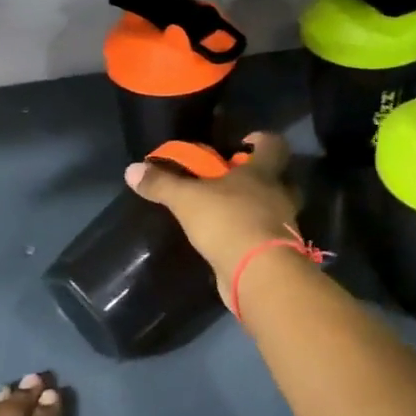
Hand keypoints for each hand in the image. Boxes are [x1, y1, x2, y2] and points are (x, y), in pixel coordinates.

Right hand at [125, 131, 301, 302]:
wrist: (258, 274)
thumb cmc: (228, 221)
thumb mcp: (187, 199)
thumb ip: (162, 183)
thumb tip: (132, 169)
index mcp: (263, 173)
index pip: (275, 145)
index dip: (262, 141)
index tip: (244, 143)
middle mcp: (279, 196)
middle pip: (280, 179)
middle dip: (261, 178)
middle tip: (234, 181)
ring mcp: (283, 226)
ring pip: (275, 210)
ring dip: (257, 209)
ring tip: (227, 214)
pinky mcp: (277, 254)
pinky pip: (266, 238)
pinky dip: (251, 237)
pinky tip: (230, 242)